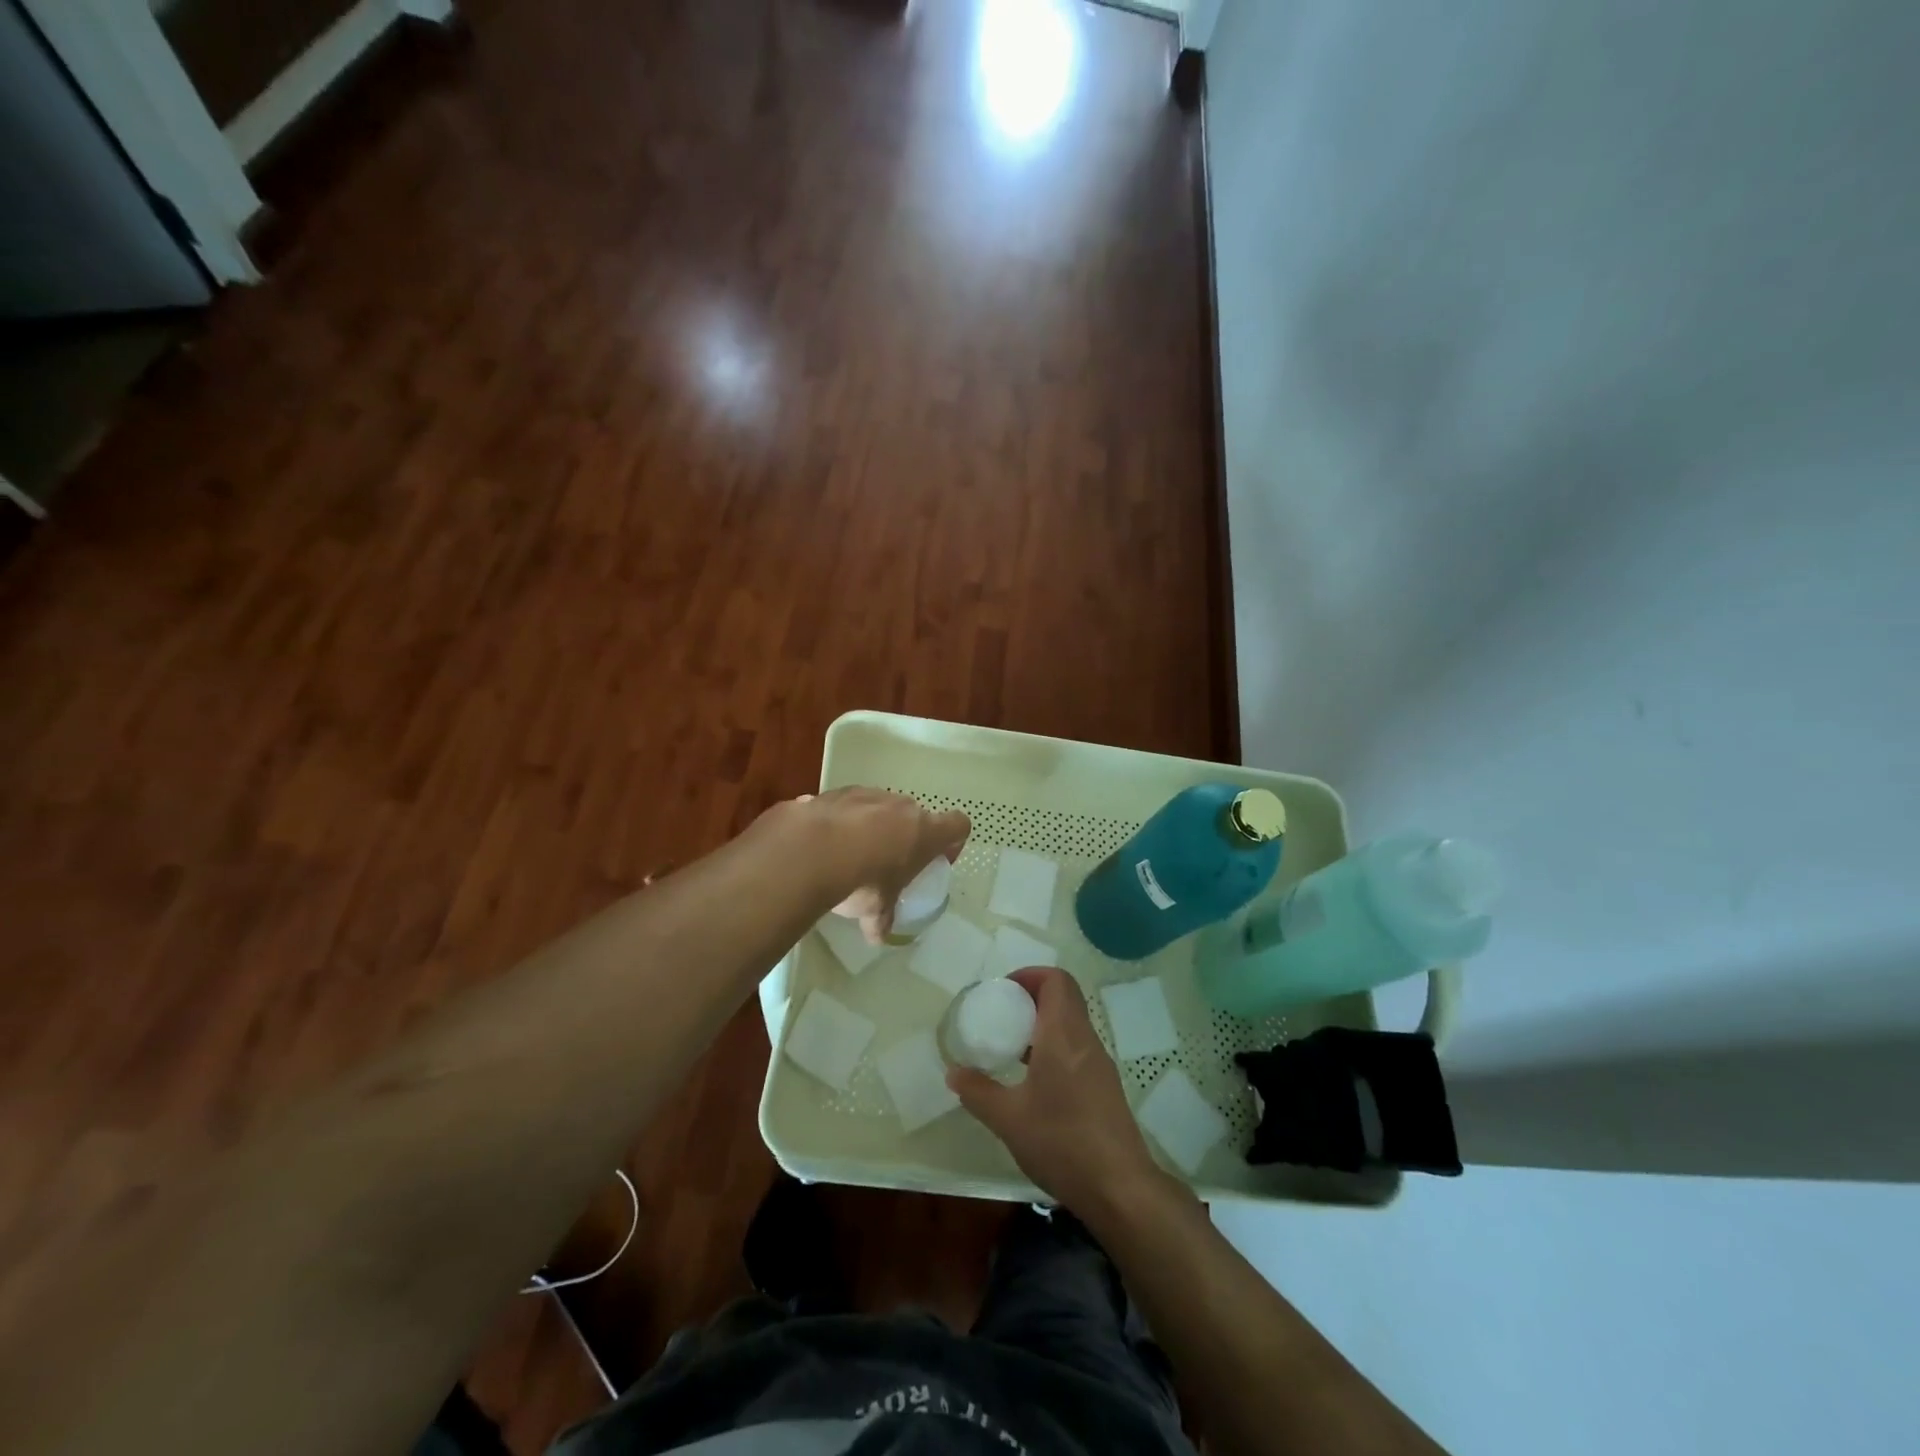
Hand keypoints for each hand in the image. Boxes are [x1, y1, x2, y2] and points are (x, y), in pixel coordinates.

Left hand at [779, 788, 969, 941]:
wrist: (811, 849)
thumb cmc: (862, 880)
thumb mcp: (876, 908)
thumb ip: (881, 919)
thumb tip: (877, 936)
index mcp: (925, 832)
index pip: (958, 825)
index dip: (952, 841)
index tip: (937, 859)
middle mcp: (902, 806)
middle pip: (915, 816)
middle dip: (906, 836)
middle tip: (890, 863)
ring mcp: (869, 794)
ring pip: (880, 807)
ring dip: (872, 826)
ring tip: (851, 854)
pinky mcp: (837, 792)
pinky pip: (847, 806)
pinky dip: (842, 820)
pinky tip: (825, 843)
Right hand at [947, 967, 1163, 1215]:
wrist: (1120, 1188)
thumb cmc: (1061, 1142)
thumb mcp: (1008, 1119)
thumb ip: (978, 1092)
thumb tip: (954, 1073)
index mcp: (1063, 1035)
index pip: (1056, 980)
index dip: (1030, 975)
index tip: (1003, 991)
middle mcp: (1085, 1040)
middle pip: (1064, 997)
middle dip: (1031, 998)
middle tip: (1002, 1016)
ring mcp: (1099, 1064)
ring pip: (1071, 1024)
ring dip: (1043, 1024)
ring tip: (1012, 1048)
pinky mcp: (1105, 1087)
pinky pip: (1077, 1049)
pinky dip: (1054, 1048)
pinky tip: (1033, 1082)